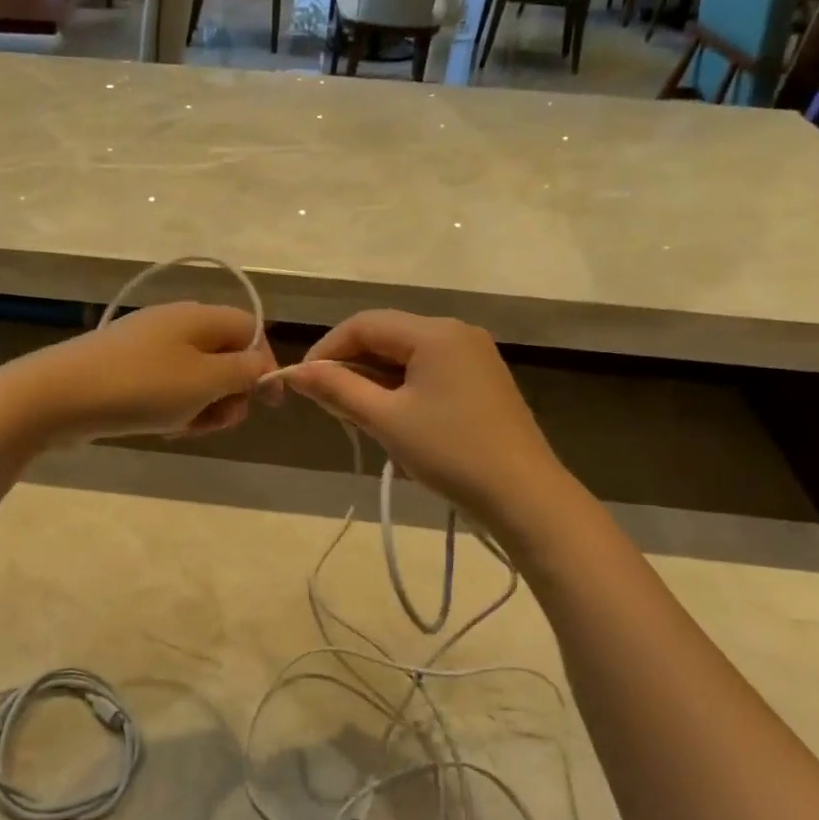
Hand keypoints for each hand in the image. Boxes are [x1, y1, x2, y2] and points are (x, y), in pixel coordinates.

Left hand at [5, 303, 278, 441]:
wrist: (58, 395)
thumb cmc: (141, 387)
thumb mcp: (205, 381)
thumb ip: (243, 372)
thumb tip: (262, 365)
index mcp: (200, 317)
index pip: (252, 330)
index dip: (265, 365)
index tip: (266, 404)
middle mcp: (176, 323)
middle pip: (225, 355)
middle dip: (229, 393)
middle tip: (215, 421)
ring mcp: (148, 345)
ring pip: (196, 377)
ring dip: (200, 406)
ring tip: (181, 427)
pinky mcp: (126, 368)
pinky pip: (166, 386)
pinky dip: (172, 408)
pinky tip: (159, 426)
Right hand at [280, 310, 560, 522]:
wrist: (524, 496)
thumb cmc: (450, 452)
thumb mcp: (385, 420)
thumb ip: (337, 389)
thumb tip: (294, 372)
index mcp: (434, 332)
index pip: (364, 324)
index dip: (327, 349)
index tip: (302, 383)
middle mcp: (456, 332)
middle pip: (386, 334)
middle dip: (349, 364)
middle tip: (325, 401)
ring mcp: (473, 355)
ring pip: (405, 354)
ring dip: (373, 377)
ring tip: (352, 412)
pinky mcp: (481, 379)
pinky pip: (427, 369)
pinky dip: (400, 385)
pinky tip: (389, 414)